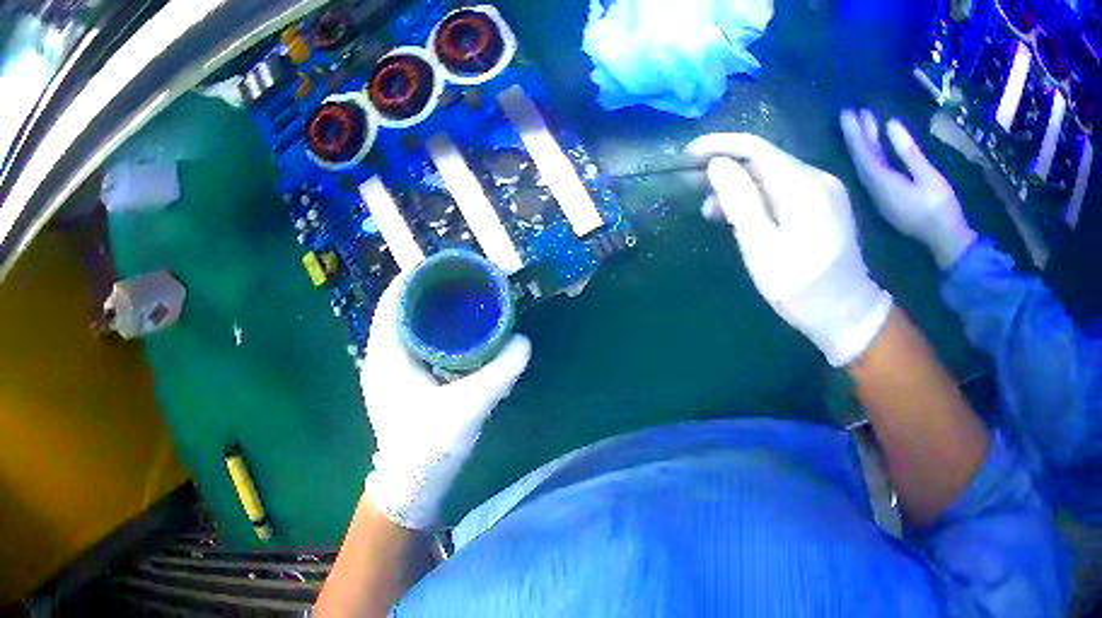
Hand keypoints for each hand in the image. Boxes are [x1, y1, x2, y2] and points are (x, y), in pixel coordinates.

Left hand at [361, 272, 530, 529]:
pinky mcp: (397, 386)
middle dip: (430, 292)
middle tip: (466, 283)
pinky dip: (431, 334)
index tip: (450, 266)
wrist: (410, 487)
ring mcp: (386, 372)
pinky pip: (411, 346)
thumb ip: (497, 374)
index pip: (394, 298)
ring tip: (463, 304)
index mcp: (385, 354)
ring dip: (430, 313)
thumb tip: (522, 342)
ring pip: (405, 328)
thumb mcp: (467, 408)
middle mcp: (380, 356)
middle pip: (400, 309)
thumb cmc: (428, 447)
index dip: (419, 276)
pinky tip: (456, 339)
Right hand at [686, 133, 892, 366]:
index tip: (687, 157)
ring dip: (743, 185)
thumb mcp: (764, 251)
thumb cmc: (804, 292)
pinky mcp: (828, 201)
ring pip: (774, 172)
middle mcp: (819, 177)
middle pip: (765, 158)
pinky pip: (787, 186)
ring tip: (715, 211)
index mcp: (805, 187)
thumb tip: (718, 163)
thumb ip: (740, 202)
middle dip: (728, 168)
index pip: (755, 147)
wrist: (850, 316)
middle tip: (697, 191)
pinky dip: (762, 194)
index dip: (717, 145)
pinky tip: (747, 214)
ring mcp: (827, 188)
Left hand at [840, 109, 976, 269]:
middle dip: (858, 136)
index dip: (853, 133)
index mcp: (884, 187)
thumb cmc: (941, 209)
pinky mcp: (893, 203)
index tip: (846, 112)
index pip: (862, 155)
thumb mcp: (927, 175)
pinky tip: (880, 145)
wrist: (950, 244)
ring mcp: (884, 201)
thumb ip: (907, 150)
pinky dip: (876, 157)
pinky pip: (877, 175)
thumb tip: (890, 123)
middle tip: (853, 111)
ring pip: (870, 167)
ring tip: (868, 120)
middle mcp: (878, 194)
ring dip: (868, 144)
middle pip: (863, 160)